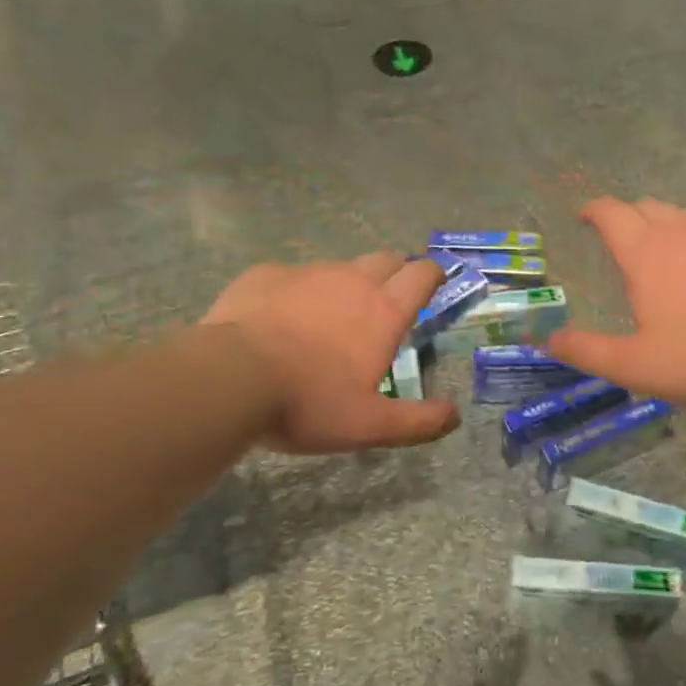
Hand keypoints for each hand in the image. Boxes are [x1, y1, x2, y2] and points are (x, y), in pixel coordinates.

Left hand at [200, 254, 460, 453]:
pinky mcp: (265, 275)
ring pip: (337, 268)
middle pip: (385, 259)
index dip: (433, 274)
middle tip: (386, 302)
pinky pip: (290, 277)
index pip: (422, 274)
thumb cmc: (308, 403)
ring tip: (328, 319)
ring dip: (344, 285)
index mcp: (383, 311)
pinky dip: (295, 292)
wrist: (230, 378)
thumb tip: (454, 417)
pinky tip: (278, 319)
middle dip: (394, 273)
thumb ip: (418, 421)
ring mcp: (306, 273)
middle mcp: (351, 280)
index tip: (433, 282)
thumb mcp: (370, 425)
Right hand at [548, 197, 685, 410]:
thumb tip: (549, 340)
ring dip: (670, 227)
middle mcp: (681, 232)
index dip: (593, 210)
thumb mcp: (636, 366)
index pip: (610, 214)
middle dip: (629, 216)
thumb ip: (589, 352)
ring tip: (670, 256)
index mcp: (645, 253)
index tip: (584, 216)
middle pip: (647, 207)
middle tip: (624, 239)